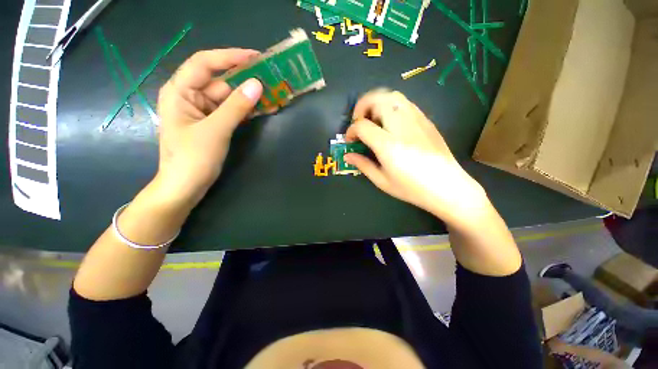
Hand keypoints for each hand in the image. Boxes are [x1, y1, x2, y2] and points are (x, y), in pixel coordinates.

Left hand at [155, 49, 262, 205]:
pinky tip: (264, 108)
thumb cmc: (192, 158)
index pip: (205, 63)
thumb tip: (257, 84)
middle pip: (221, 80)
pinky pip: (232, 111)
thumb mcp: (215, 130)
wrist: (186, 186)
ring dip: (250, 96)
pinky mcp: (214, 123)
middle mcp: (191, 96)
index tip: (255, 57)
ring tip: (273, 93)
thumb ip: (236, 106)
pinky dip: (247, 110)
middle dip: (245, 79)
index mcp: (180, 91)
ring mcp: (204, 111)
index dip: (230, 57)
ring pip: (229, 97)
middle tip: (270, 76)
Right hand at [345, 89, 488, 226]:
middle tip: (359, 122)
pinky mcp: (426, 120)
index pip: (362, 126)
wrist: (447, 187)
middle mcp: (401, 126)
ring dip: (377, 103)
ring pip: (392, 96)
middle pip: (377, 99)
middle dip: (362, 107)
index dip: (351, 131)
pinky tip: (391, 123)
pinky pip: (405, 103)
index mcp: (388, 144)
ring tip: (374, 119)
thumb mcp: (382, 181)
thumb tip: (348, 156)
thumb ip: (363, 165)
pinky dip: (391, 106)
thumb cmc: (412, 188)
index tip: (350, 140)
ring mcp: (416, 120)